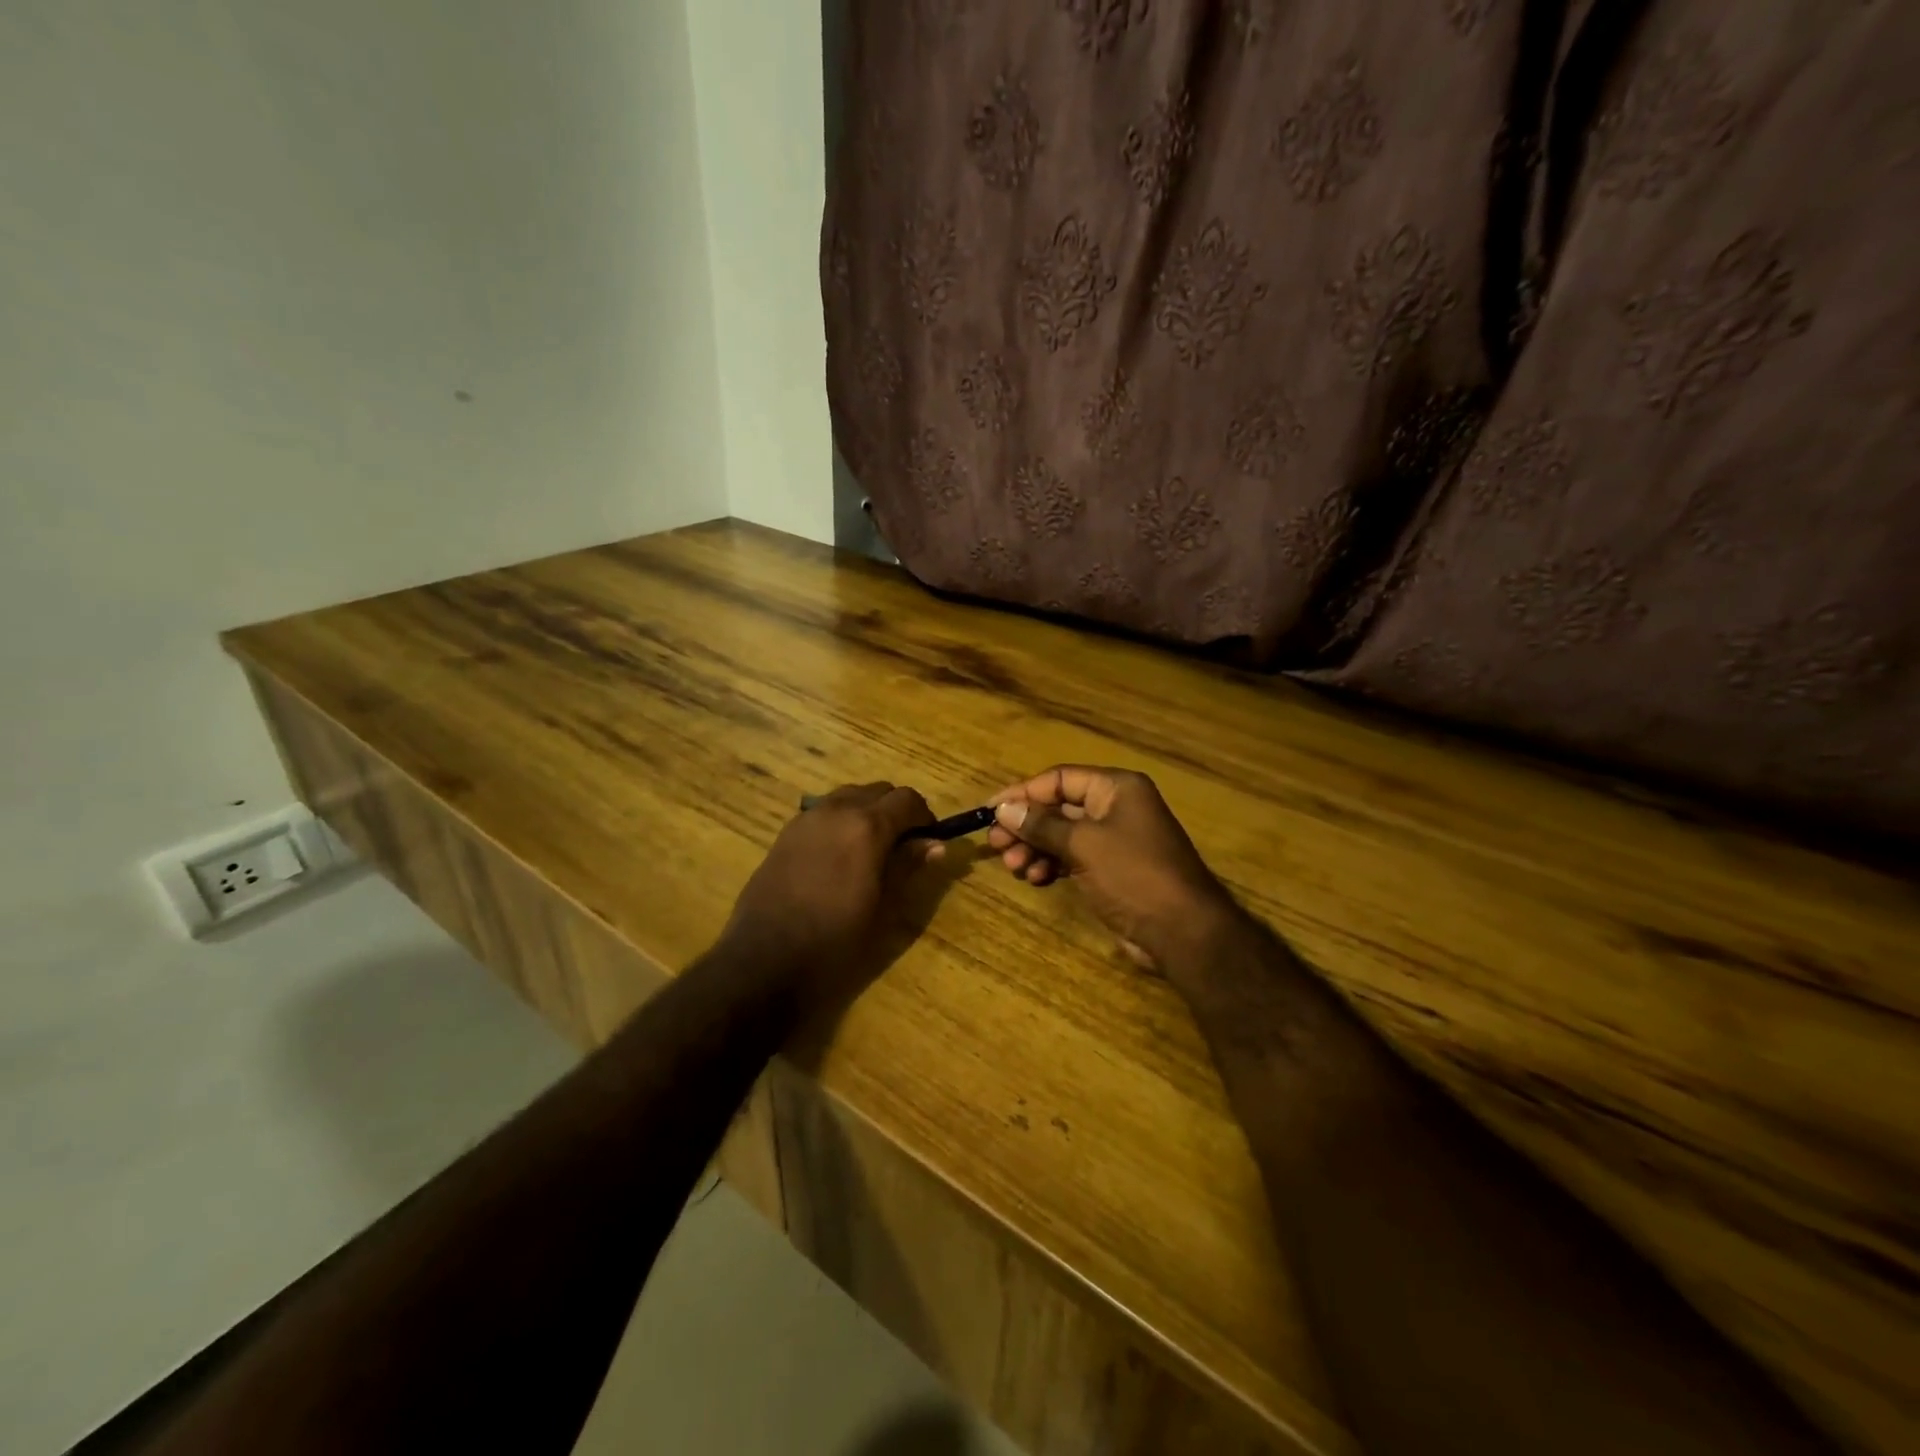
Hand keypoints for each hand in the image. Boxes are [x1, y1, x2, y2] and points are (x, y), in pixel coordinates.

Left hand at [722, 782, 937, 1007]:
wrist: (764, 960)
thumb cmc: (834, 941)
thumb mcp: (883, 908)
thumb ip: (908, 867)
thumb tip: (935, 844)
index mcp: (867, 827)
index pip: (908, 799)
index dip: (924, 817)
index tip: (928, 841)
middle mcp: (837, 810)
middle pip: (878, 791)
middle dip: (896, 811)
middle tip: (903, 846)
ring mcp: (806, 818)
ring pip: (849, 796)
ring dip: (867, 811)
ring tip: (870, 850)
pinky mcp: (785, 833)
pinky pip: (823, 811)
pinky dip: (840, 820)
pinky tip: (838, 856)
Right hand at [987, 765, 1237, 968]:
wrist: (1182, 931)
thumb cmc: (1133, 875)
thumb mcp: (1083, 844)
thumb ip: (1041, 825)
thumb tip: (1004, 809)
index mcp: (1116, 788)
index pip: (1060, 779)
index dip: (1023, 793)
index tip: (990, 809)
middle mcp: (1116, 808)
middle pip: (1059, 807)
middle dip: (1026, 826)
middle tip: (995, 844)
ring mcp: (1115, 840)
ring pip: (1062, 835)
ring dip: (1035, 848)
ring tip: (1015, 868)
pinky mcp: (1112, 870)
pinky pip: (1073, 858)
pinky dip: (1052, 865)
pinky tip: (1036, 878)